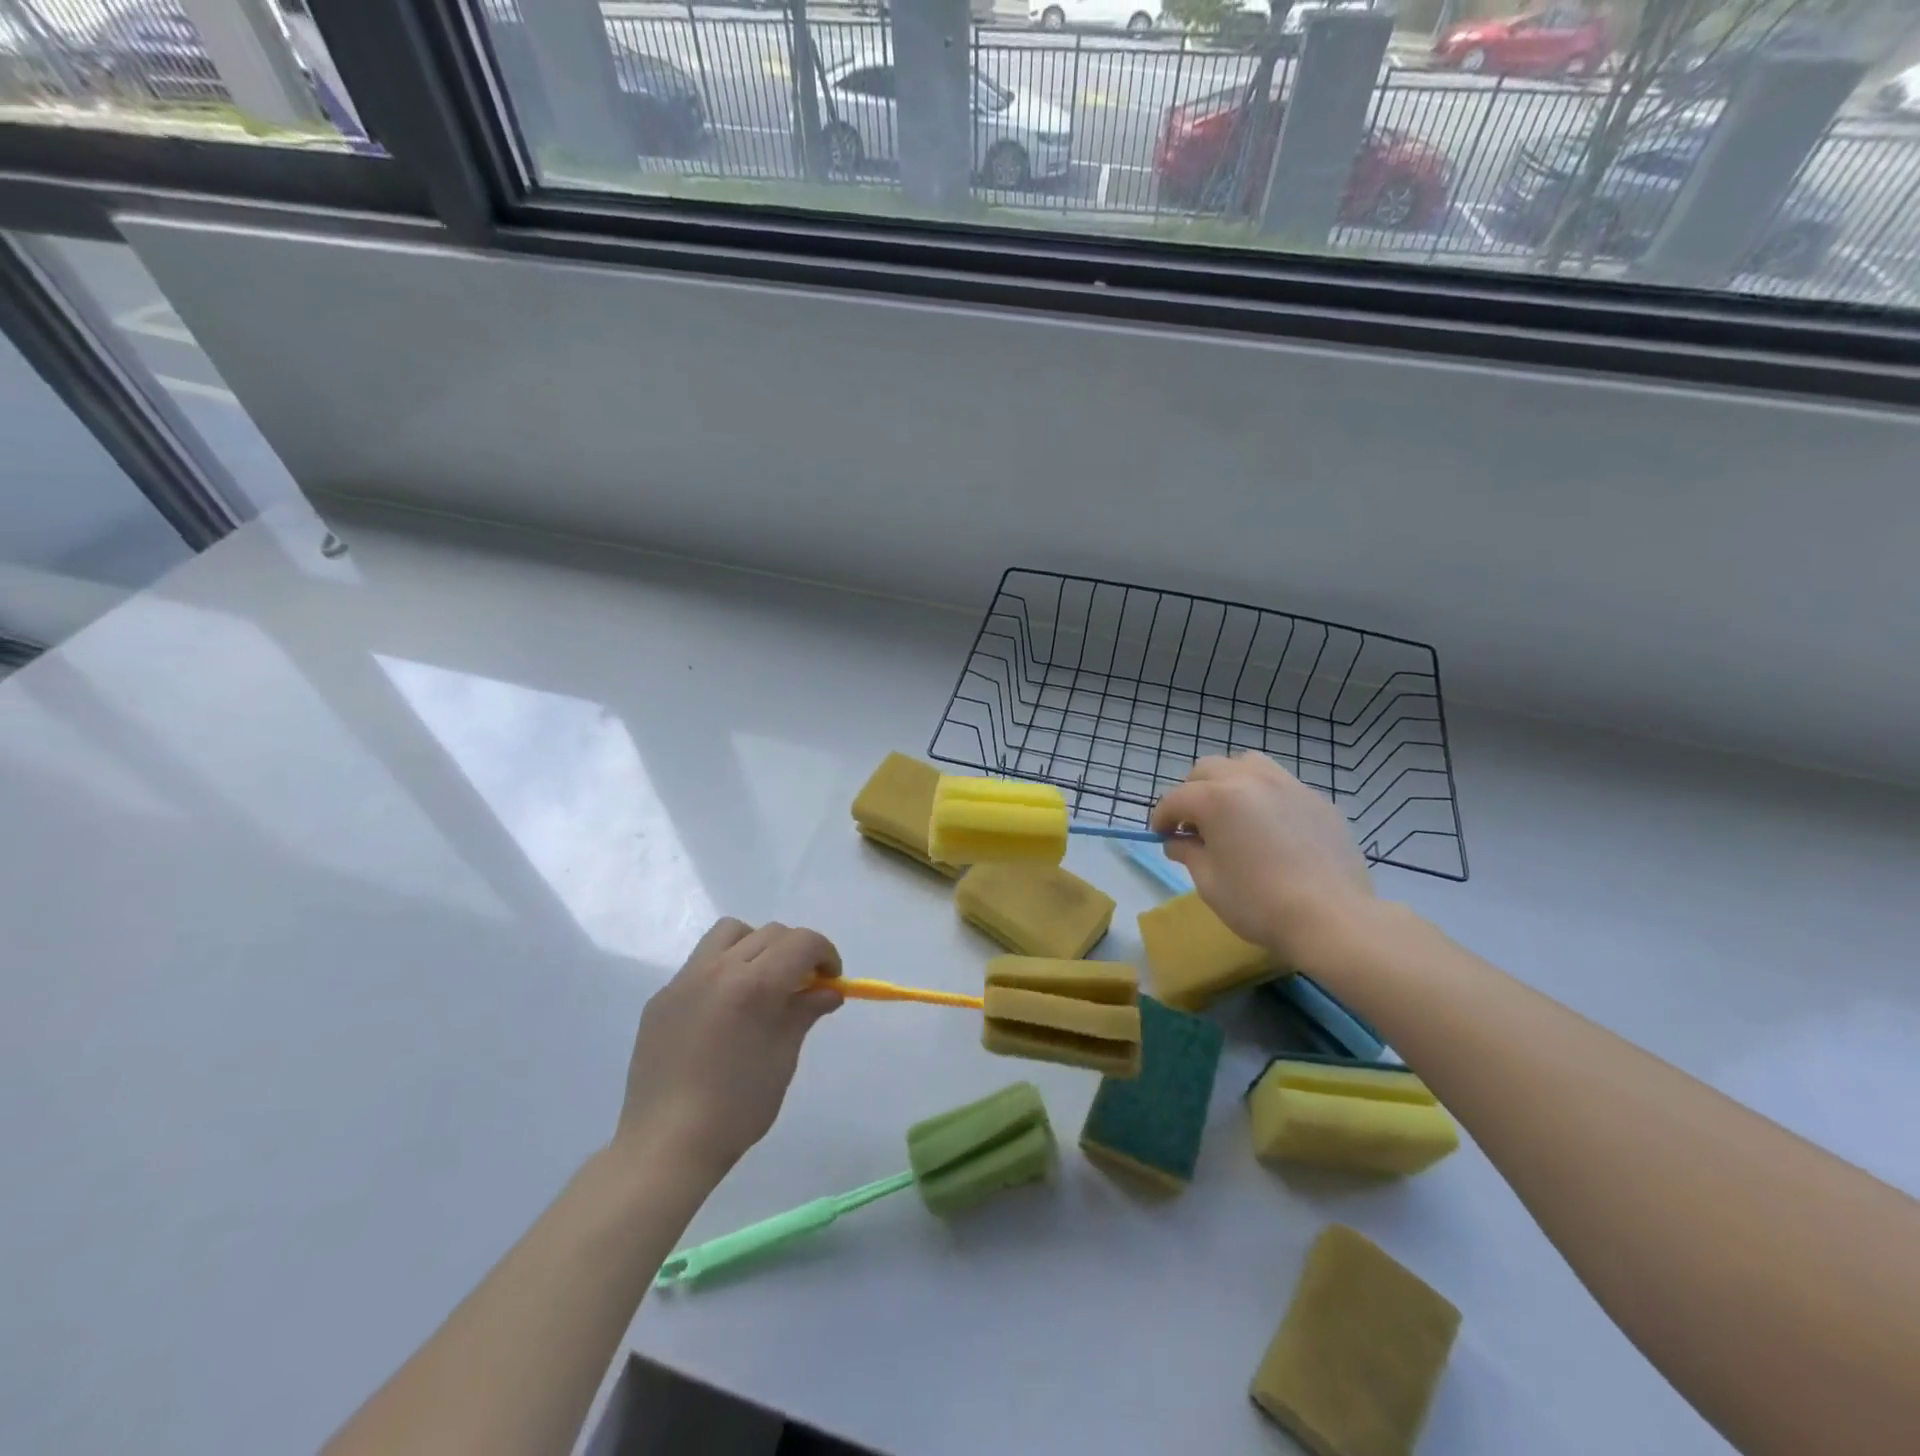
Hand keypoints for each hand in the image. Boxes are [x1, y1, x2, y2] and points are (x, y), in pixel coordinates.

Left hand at [612, 918, 842, 1185]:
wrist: (666, 1145)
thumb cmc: (737, 1107)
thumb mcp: (784, 1057)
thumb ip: (805, 1011)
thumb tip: (828, 989)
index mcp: (754, 984)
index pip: (802, 942)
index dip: (825, 953)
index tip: (831, 979)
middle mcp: (718, 968)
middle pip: (770, 933)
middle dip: (796, 951)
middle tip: (803, 985)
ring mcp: (684, 979)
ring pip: (731, 933)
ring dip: (757, 945)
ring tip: (761, 982)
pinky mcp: (662, 997)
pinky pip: (701, 963)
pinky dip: (724, 969)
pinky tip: (724, 1010)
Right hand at [1150, 753, 1374, 967]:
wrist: (1332, 917)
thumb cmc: (1258, 903)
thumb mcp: (1209, 882)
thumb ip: (1188, 853)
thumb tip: (1179, 842)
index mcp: (1217, 798)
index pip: (1175, 799)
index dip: (1161, 818)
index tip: (1161, 837)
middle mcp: (1250, 779)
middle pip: (1207, 769)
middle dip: (1192, 793)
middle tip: (1193, 825)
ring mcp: (1288, 785)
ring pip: (1246, 764)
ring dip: (1228, 782)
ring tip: (1231, 813)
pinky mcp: (1317, 800)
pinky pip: (1280, 784)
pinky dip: (1263, 796)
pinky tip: (1270, 828)